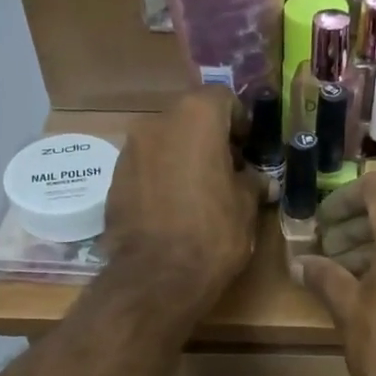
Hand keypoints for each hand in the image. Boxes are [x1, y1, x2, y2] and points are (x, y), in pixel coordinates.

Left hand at [100, 87, 258, 320]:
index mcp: (196, 117)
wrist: (157, 277)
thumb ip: (252, 183)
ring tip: (199, 193)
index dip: (240, 122)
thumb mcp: (246, 207)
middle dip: (209, 139)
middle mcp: (157, 122)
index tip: (248, 150)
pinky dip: (161, 178)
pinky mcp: (114, 179)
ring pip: (165, 142)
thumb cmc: (213, 234)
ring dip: (183, 158)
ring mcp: (130, 150)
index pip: (223, 99)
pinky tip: (173, 209)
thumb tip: (261, 181)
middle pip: (190, 118)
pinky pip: (146, 168)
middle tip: (227, 171)